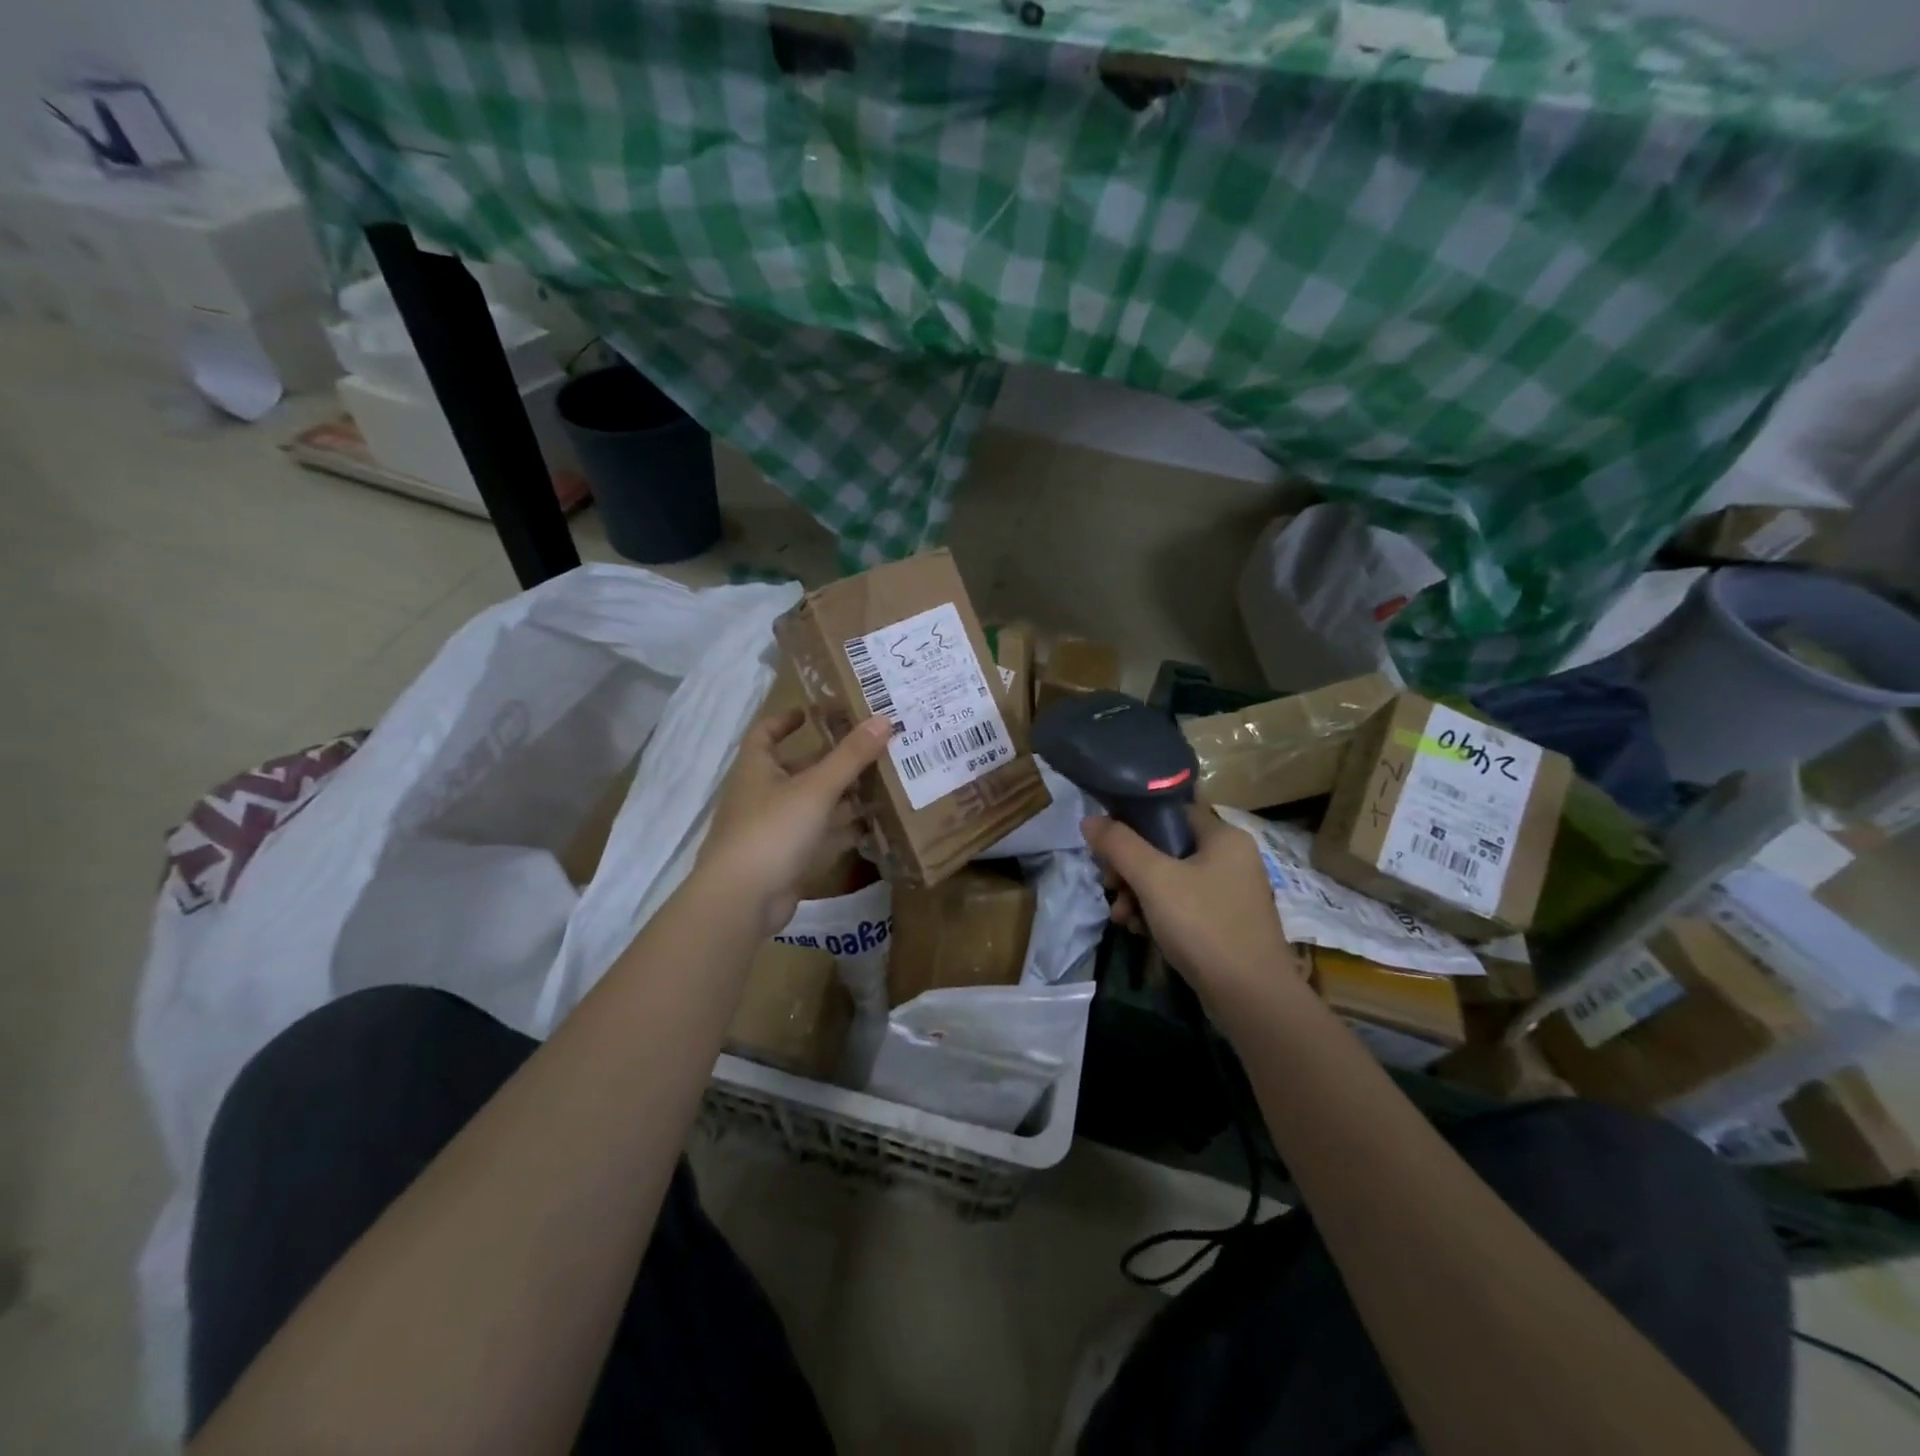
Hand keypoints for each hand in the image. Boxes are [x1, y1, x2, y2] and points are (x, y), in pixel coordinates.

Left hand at [696, 709, 893, 936]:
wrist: (742, 900)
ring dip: (840, 794)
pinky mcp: (784, 858)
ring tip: (880, 781)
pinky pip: (816, 835)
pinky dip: (840, 829)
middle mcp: (760, 794)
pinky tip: (870, 825)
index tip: (815, 711)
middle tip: (869, 747)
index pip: (766, 732)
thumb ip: (851, 756)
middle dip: (830, 758)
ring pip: (810, 803)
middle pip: (797, 768)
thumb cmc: (772, 831)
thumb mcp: (816, 788)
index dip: (787, 719)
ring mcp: (771, 829)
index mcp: (756, 768)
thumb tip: (884, 719)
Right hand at [1081, 806, 1295, 991]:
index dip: (1133, 822)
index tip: (1106, 846)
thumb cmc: (1203, 926)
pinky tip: (1138, 931)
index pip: (1170, 811)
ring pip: (1170, 879)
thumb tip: (1089, 819)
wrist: (1251, 998)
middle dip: (1130, 868)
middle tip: (1110, 887)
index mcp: (1224, 836)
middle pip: (1165, 847)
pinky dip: (1158, 914)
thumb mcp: (1154, 880)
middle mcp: (1232, 857)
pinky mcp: (1225, 922)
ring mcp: (1230, 892)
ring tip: (1120, 917)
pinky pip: (1183, 905)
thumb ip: (1119, 845)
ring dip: (1138, 894)